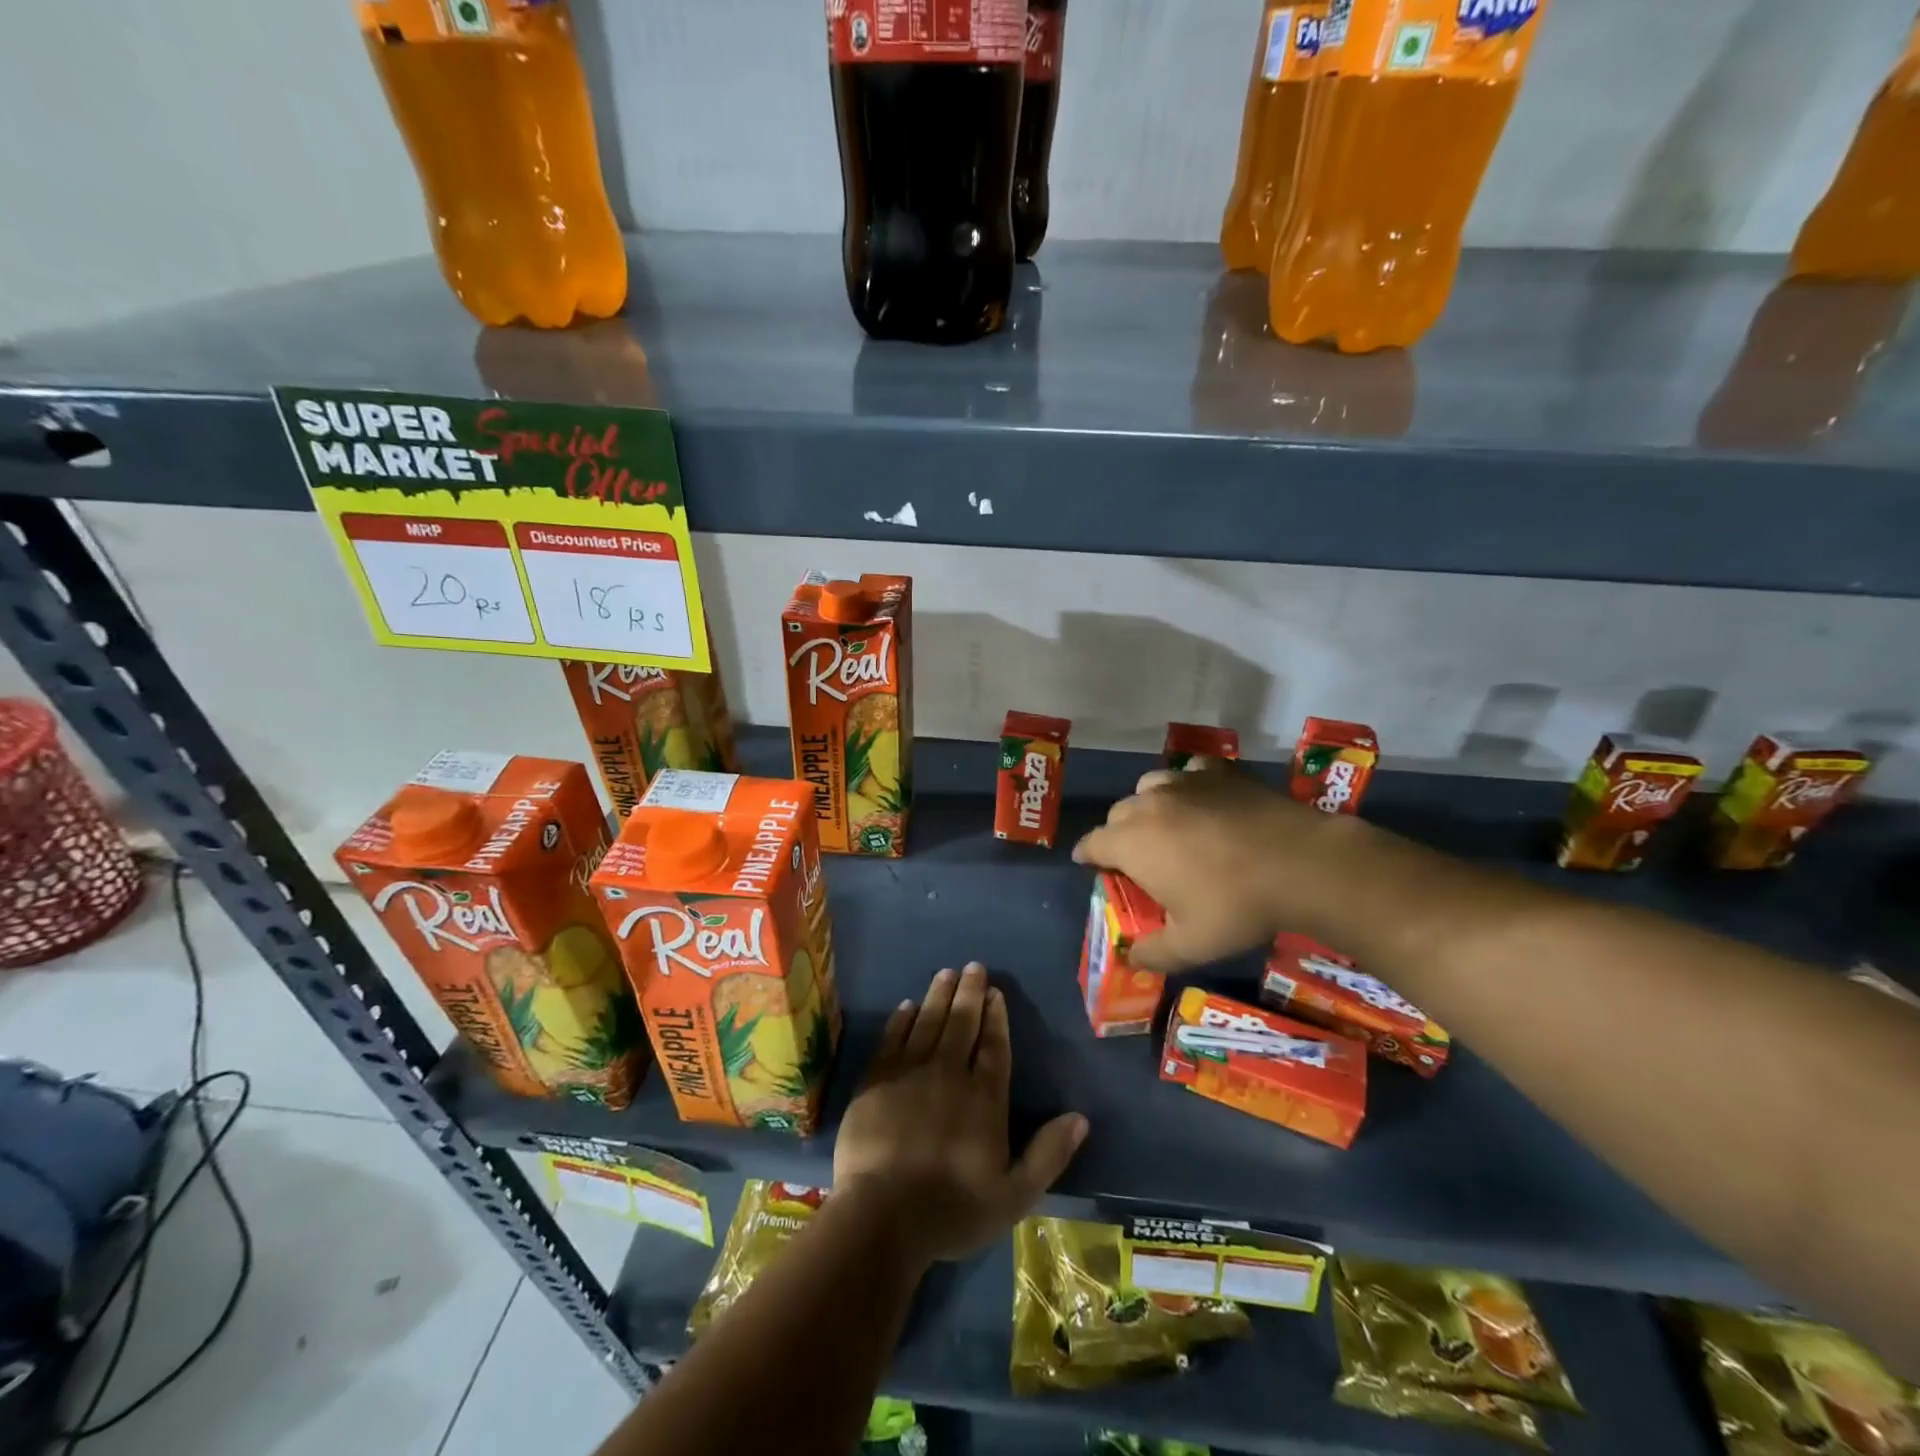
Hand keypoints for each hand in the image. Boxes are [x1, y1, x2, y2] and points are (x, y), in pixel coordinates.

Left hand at [834, 963, 1087, 1265]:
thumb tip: (1081, 1118)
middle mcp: (949, 1073)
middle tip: (973, 967)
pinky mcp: (876, 1080)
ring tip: (946, 973)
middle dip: (969, 993)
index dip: (996, 1017)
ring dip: (938, 995)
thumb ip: (1048, 1154)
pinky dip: (901, 1020)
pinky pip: (892, 1038)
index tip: (995, 992)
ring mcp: (909, 1073)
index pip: (993, 1046)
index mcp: (983, 1097)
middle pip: (961, 1023)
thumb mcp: (1013, 1196)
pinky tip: (907, 1006)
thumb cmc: (951, 1209)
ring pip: (928, 1022)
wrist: (882, 1216)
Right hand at [1073, 757, 1351, 971]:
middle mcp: (1149, 805)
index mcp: (1132, 843)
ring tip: (1164, 825)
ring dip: (1147, 806)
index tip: (1089, 863)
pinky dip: (1185, 786)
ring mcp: (1184, 783)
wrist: (1300, 863)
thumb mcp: (1192, 944)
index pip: (1093, 843)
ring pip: (1148, 788)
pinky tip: (1200, 800)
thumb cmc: (1236, 905)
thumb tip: (1129, 959)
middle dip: (1118, 834)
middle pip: (1118, 814)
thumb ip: (1153, 953)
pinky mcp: (1218, 773)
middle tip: (1136, 858)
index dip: (1087, 855)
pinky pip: (1188, 772)